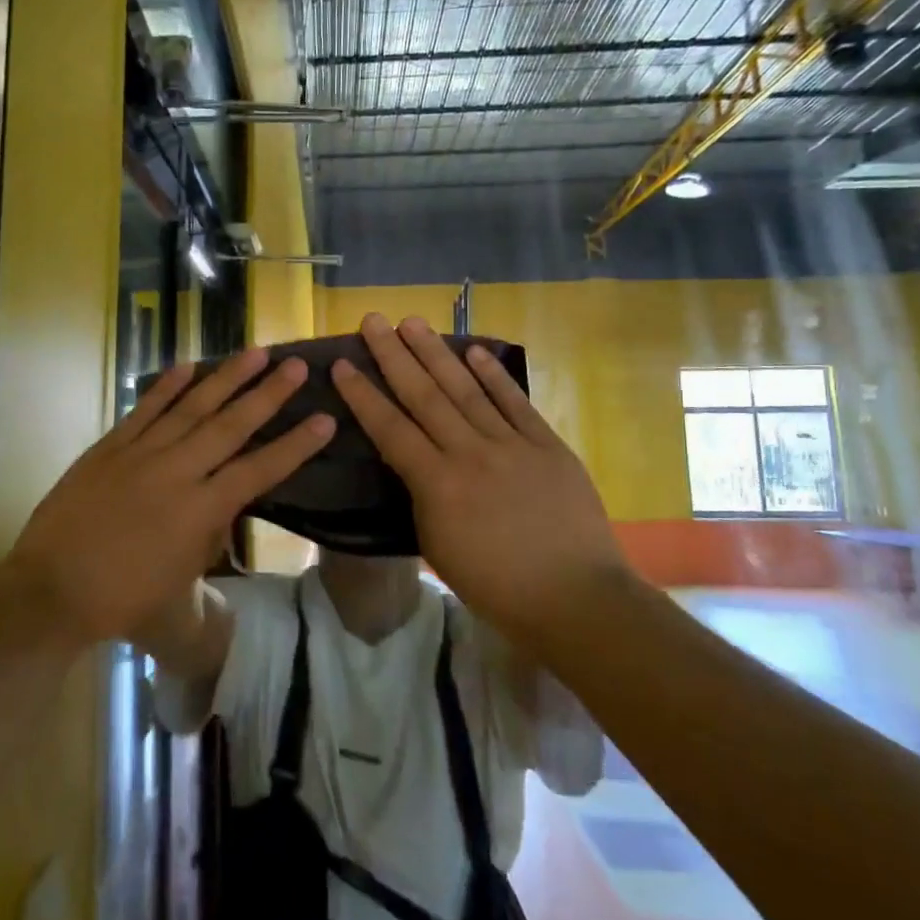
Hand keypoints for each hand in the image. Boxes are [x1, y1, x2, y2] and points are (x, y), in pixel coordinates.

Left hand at [8, 349, 333, 645]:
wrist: (52, 589)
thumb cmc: (122, 598)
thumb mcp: (182, 578)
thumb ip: (210, 535)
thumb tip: (226, 504)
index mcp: (200, 511)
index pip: (259, 470)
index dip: (295, 445)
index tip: (324, 419)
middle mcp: (177, 472)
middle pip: (231, 425)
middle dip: (268, 394)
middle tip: (296, 366)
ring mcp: (141, 453)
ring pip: (192, 407)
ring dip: (226, 377)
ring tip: (255, 352)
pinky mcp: (110, 446)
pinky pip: (145, 409)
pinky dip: (167, 386)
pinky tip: (189, 365)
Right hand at [331, 313, 627, 636]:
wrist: (576, 598)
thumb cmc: (497, 586)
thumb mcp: (438, 546)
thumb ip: (422, 496)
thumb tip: (415, 461)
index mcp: (438, 484)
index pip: (390, 429)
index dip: (363, 395)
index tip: (343, 363)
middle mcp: (470, 453)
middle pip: (424, 395)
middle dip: (394, 355)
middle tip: (373, 321)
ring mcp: (512, 444)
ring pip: (466, 389)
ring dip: (436, 353)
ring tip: (412, 322)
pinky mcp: (547, 444)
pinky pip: (515, 402)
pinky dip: (494, 375)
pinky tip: (474, 350)